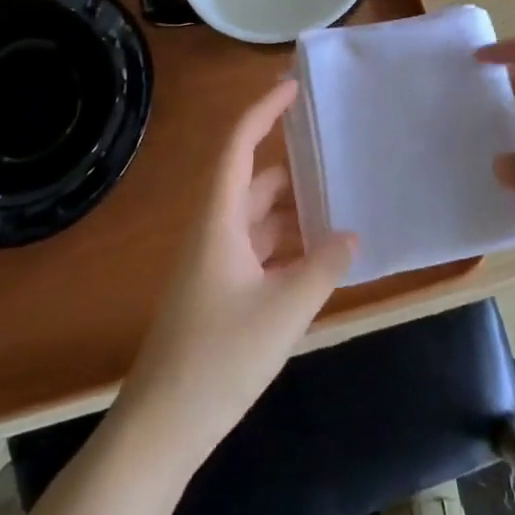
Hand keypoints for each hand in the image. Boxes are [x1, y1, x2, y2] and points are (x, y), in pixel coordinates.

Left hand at [118, 80, 356, 465]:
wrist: (162, 427)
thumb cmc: (219, 358)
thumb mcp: (284, 310)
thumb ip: (323, 268)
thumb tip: (352, 236)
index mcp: (219, 220)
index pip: (238, 146)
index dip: (263, 111)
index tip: (292, 87)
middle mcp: (214, 231)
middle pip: (252, 180)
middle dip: (291, 165)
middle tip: (335, 151)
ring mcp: (215, 263)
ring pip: (257, 218)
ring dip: (293, 210)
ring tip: (340, 201)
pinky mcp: (219, 292)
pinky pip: (258, 250)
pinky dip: (287, 245)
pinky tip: (319, 256)